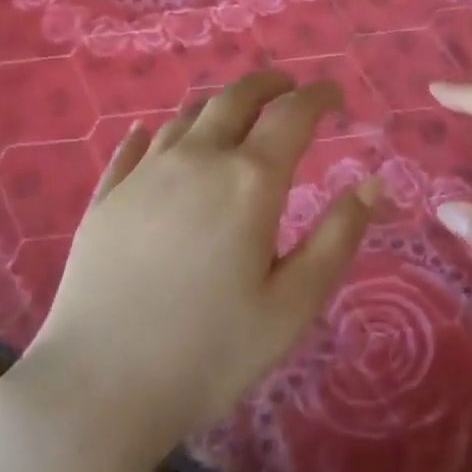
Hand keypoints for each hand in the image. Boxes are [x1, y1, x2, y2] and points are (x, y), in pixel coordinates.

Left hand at [13, 71, 378, 465]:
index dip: (318, 96)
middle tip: (287, 86)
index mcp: (250, 180)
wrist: (98, 387)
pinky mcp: (107, 196)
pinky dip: (159, 131)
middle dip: (268, 84)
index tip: (334, 94)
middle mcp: (198, 158)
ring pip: (187, 115)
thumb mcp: (293, 304)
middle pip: (236, 97)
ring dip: (219, 103)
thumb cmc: (210, 351)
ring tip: (234, 112)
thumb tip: (373, 183)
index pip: (293, 114)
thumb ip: (338, 237)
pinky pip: (136, 146)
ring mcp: (146, 173)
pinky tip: (154, 135)